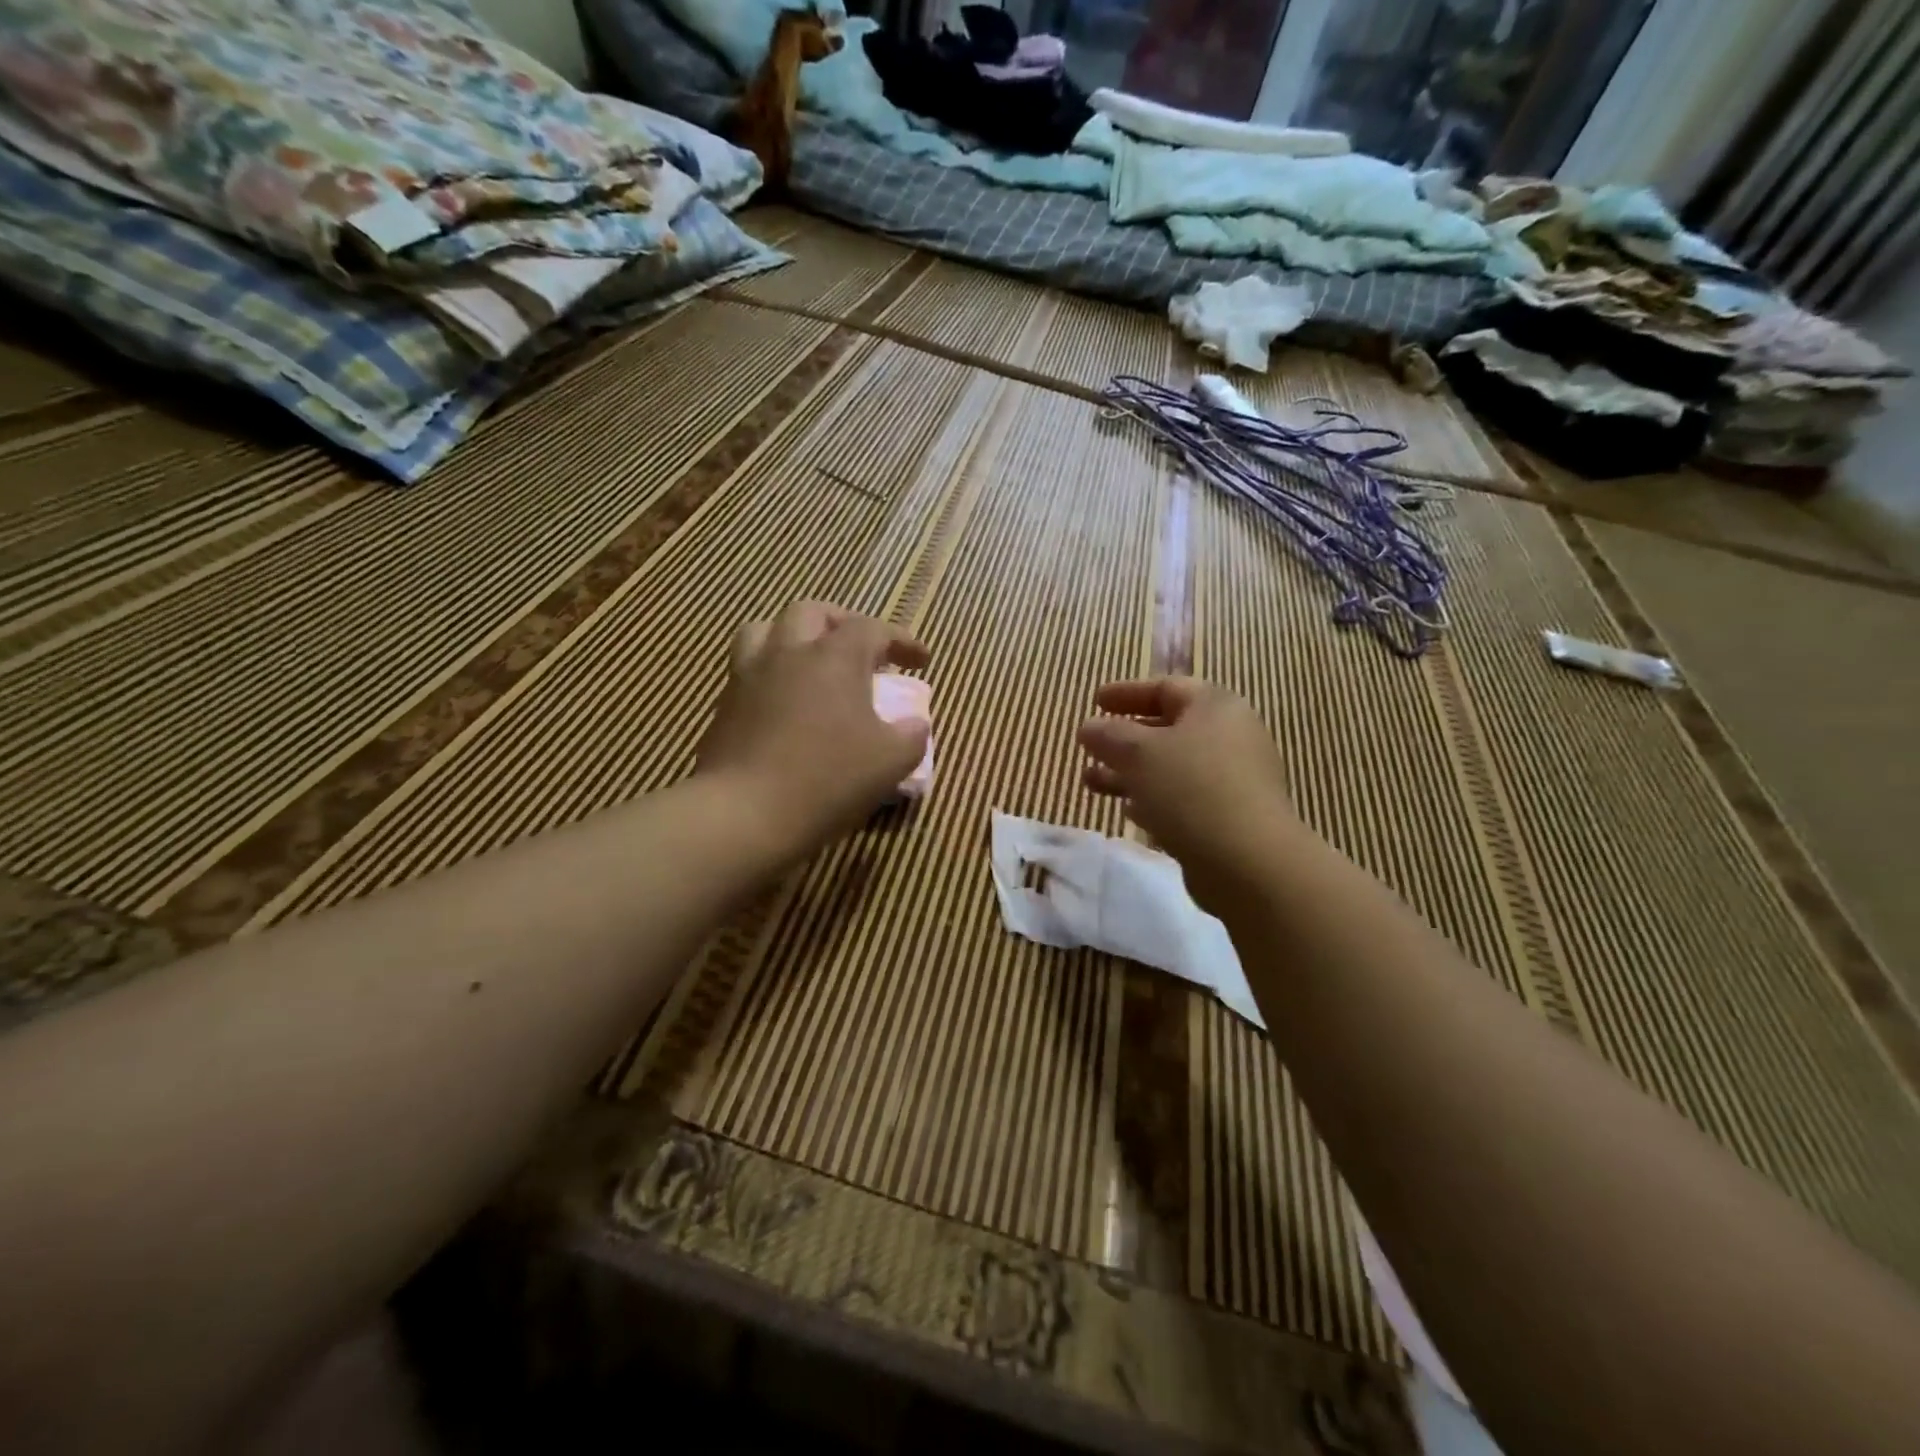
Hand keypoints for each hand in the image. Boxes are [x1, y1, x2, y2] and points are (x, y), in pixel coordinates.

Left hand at [696, 602, 929, 857]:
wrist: (744, 814)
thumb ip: (912, 736)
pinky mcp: (724, 706)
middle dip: (842, 624)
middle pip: (812, 612)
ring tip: (810, 663)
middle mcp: (787, 653)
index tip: (921, 662)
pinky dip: (771, 674)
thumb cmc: (827, 779)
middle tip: (861, 651)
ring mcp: (748, 677)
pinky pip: (748, 670)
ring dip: (793, 638)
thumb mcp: (891, 762)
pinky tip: (784, 704)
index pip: (872, 629)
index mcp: (833, 657)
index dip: (901, 640)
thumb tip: (914, 724)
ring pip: (765, 630)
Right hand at [1078, 677, 1303, 913]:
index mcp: (1215, 707)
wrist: (1249, 862)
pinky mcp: (1230, 817)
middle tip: (1090, 745)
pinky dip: (1154, 798)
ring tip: (1091, 782)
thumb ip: (1108, 735)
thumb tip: (1089, 727)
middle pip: (1169, 728)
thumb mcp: (1139, 753)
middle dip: (1124, 738)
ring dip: (1130, 772)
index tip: (1095, 701)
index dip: (1127, 692)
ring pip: (1172, 767)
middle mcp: (1230, 737)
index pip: (1166, 687)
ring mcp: (1234, 779)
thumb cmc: (1191, 790)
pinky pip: (1184, 798)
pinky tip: (1129, 811)